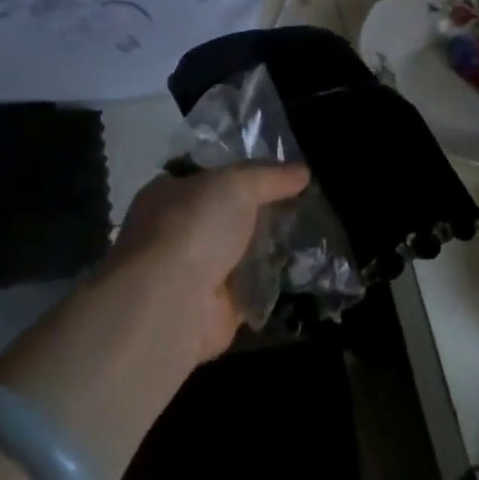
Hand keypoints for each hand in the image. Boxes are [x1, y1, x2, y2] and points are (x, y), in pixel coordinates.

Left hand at [108, 164, 309, 362]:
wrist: (172, 301)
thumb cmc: (194, 226)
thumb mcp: (237, 183)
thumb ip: (270, 176)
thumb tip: (303, 171)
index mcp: (168, 193)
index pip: (208, 177)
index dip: (241, 173)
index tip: (278, 176)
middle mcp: (175, 232)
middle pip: (227, 216)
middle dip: (259, 213)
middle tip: (300, 205)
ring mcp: (192, 273)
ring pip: (239, 253)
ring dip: (268, 249)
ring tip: (310, 234)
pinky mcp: (213, 309)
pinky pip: (250, 289)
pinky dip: (271, 283)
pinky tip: (301, 270)